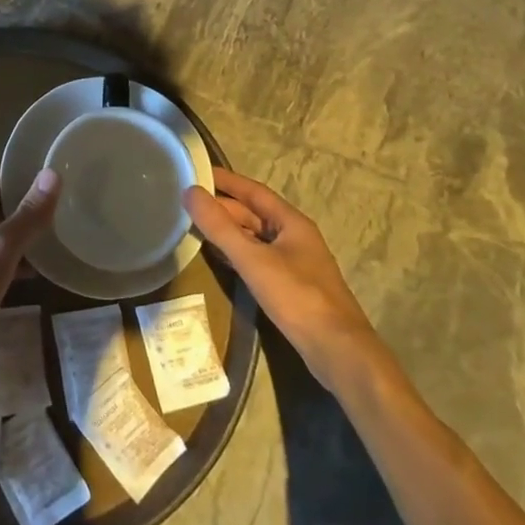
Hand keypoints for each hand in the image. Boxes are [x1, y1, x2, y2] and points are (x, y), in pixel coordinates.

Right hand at [184, 169, 373, 371]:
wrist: (338, 352)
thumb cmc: (297, 297)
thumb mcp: (253, 259)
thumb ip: (220, 227)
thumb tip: (190, 191)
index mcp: (291, 222)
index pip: (253, 191)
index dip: (226, 180)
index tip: (197, 172)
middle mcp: (294, 237)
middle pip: (253, 214)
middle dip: (222, 207)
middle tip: (187, 202)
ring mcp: (294, 263)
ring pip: (255, 237)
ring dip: (227, 230)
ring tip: (194, 225)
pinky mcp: (290, 287)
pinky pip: (257, 259)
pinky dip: (236, 253)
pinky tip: (218, 257)